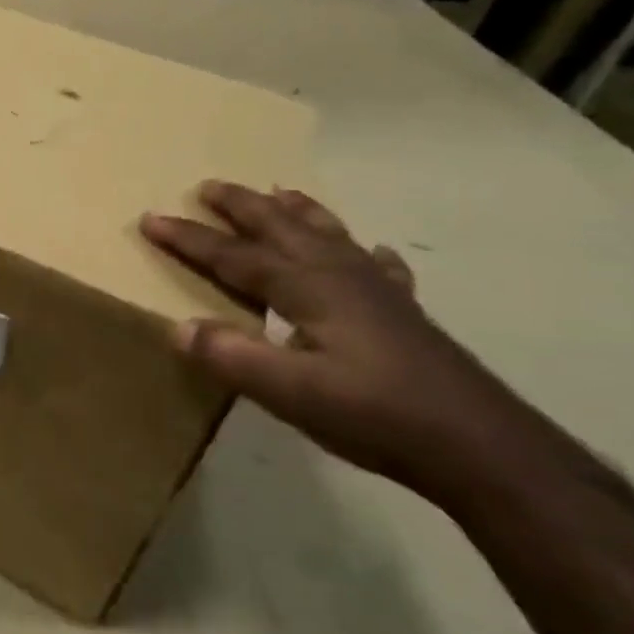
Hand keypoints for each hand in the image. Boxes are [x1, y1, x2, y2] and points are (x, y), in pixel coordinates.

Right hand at [142, 182, 532, 491]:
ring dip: (297, 212)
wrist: (482, 448)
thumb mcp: (291, 393)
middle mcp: (340, 275)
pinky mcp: (405, 314)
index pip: (234, 255)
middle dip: (241, 205)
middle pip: (281, 227)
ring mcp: (378, 291)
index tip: (150, 218)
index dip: (189, 237)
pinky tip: (374, 253)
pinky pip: (379, 267)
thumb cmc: (377, 416)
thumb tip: (178, 326)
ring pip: (329, 234)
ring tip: (280, 192)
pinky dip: (366, 252)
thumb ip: (231, 356)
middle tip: (208, 185)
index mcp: (307, 288)